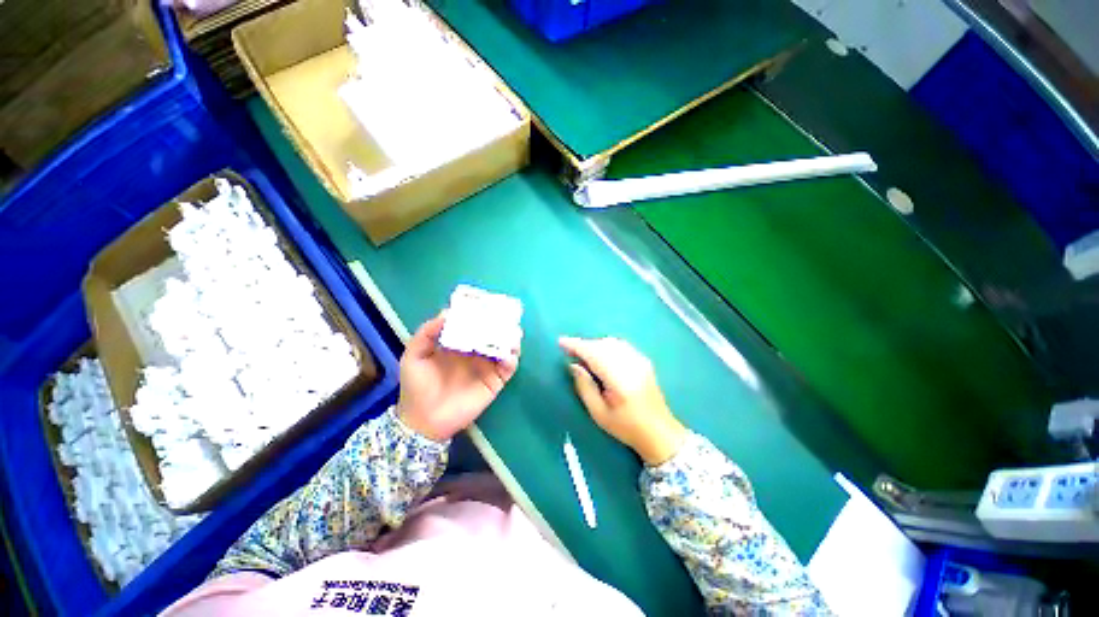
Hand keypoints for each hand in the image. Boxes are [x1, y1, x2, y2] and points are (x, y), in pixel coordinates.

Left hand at [397, 313, 519, 441]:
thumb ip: (427, 333)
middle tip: (506, 316)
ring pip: (505, 348)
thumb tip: (447, 312)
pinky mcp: (495, 381)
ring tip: (512, 333)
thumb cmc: (417, 386)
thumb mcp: (414, 356)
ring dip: (511, 340)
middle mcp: (476, 352)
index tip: (487, 303)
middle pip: (493, 334)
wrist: (424, 420)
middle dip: (501, 325)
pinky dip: (512, 359)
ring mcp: (487, 366)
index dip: (481, 314)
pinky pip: (508, 368)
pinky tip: (509, 354)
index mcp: (459, 344)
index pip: (473, 325)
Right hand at [559, 337, 686, 464]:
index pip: (594, 354)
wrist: (660, 431)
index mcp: (620, 379)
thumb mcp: (599, 413)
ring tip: (582, 353)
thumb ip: (584, 387)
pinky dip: (606, 345)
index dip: (576, 345)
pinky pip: (621, 345)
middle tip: (569, 351)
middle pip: (602, 345)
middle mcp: (631, 364)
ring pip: (612, 342)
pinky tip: (600, 354)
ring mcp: (640, 360)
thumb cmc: (626, 427)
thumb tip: (573, 365)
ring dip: (595, 344)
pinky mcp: (643, 360)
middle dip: (584, 344)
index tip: (561, 342)